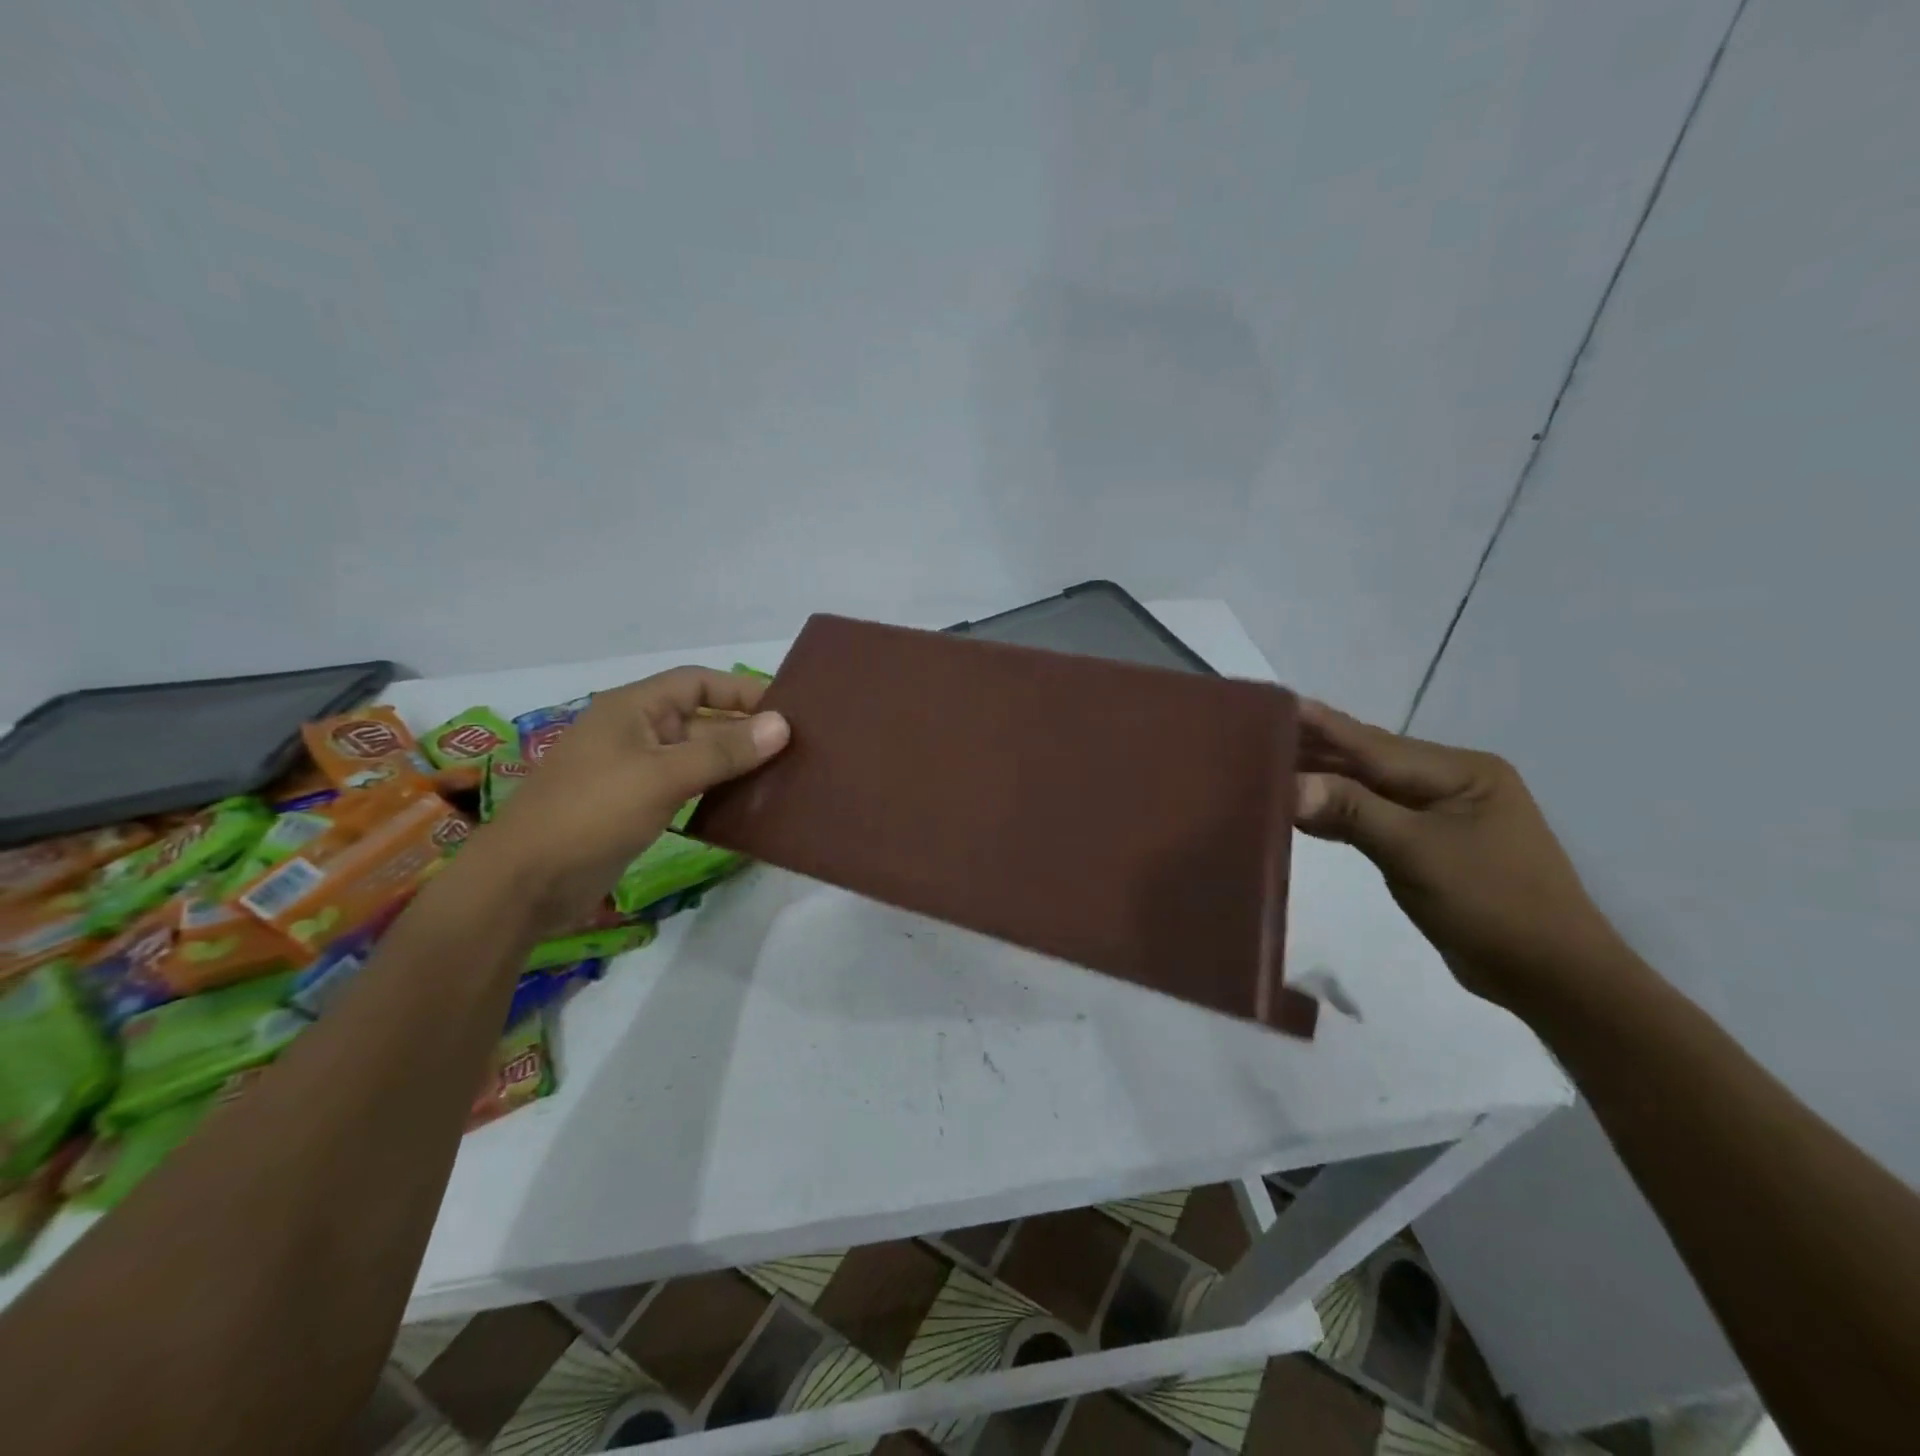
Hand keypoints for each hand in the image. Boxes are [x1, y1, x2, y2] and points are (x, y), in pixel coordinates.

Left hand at [468, 667, 788, 931]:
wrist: (525, 882)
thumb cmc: (592, 813)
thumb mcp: (663, 776)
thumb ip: (724, 751)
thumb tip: (782, 725)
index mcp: (632, 708)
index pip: (697, 682)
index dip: (740, 690)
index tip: (786, 710)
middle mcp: (634, 732)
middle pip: (700, 719)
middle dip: (744, 730)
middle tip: (796, 748)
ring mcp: (633, 771)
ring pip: (695, 756)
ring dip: (733, 763)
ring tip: (782, 775)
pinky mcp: (635, 806)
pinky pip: (685, 787)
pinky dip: (715, 791)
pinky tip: (747, 806)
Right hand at [1293, 699, 1625, 1009]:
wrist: (1551, 978)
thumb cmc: (1493, 905)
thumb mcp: (1418, 853)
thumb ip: (1352, 811)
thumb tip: (1289, 785)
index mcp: (1460, 771)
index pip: (1374, 744)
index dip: (1321, 725)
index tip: (1274, 703)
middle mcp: (1449, 782)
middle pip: (1367, 761)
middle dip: (1314, 749)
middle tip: (1255, 735)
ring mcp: (1438, 815)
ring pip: (1366, 789)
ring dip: (1320, 781)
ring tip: (1265, 766)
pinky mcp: (1426, 845)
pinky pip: (1371, 818)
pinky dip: (1336, 814)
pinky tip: (1299, 809)